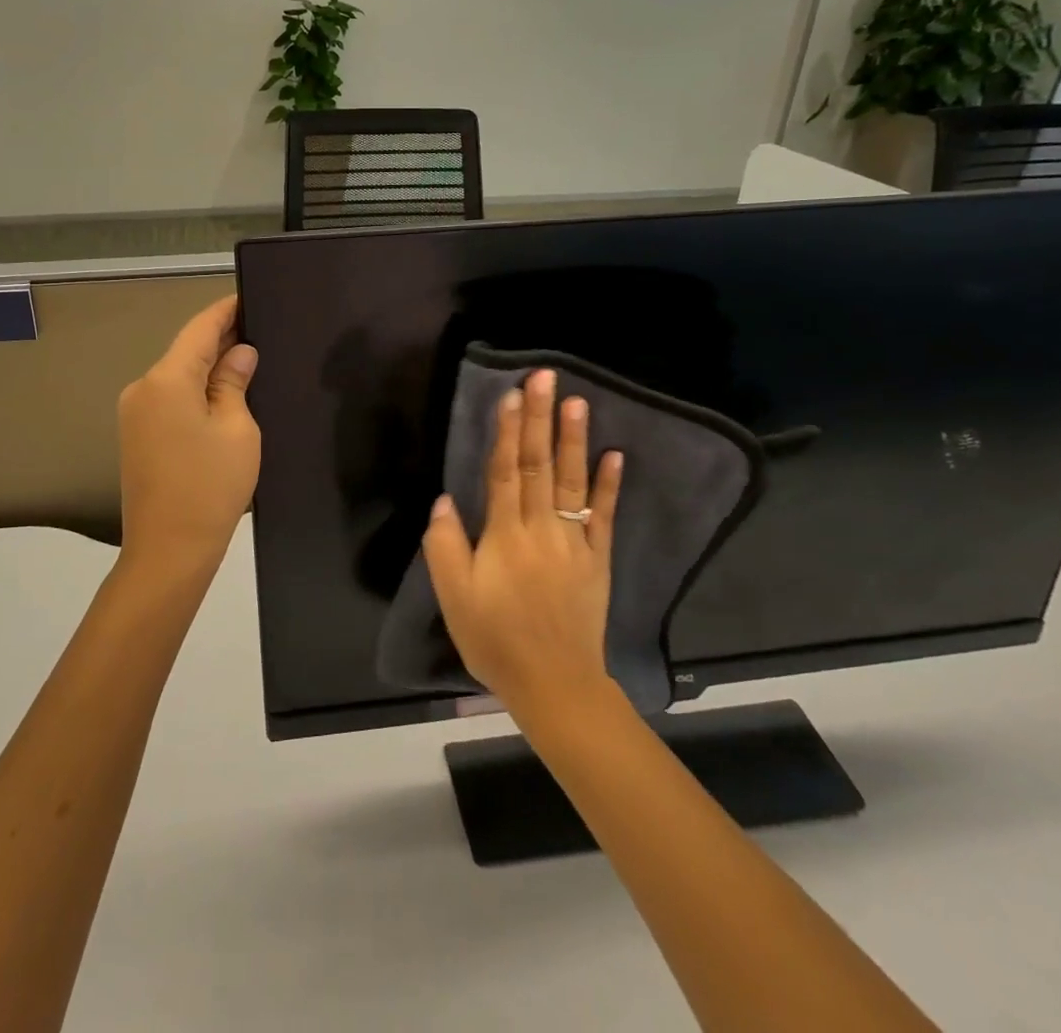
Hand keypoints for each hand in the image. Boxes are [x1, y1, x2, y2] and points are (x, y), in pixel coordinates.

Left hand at [117, 296, 260, 588]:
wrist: (168, 550)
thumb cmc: (210, 486)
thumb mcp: (237, 429)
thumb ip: (234, 383)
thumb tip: (240, 353)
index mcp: (166, 379)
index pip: (200, 329)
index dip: (226, 311)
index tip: (249, 296)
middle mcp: (142, 387)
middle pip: (186, 351)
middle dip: (221, 339)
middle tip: (260, 329)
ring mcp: (135, 413)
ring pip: (178, 376)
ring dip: (209, 367)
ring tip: (249, 359)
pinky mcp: (136, 435)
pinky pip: (170, 398)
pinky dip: (195, 390)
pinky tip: (223, 392)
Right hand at [422, 368, 623, 713]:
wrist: (554, 684)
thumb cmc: (495, 640)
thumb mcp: (455, 598)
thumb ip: (446, 545)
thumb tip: (445, 498)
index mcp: (505, 535)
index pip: (505, 472)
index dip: (507, 431)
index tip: (511, 394)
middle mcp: (542, 528)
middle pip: (540, 465)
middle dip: (540, 418)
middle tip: (545, 378)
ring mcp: (574, 542)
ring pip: (573, 481)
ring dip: (575, 439)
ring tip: (578, 401)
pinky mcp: (597, 560)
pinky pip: (603, 516)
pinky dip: (609, 485)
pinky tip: (615, 454)